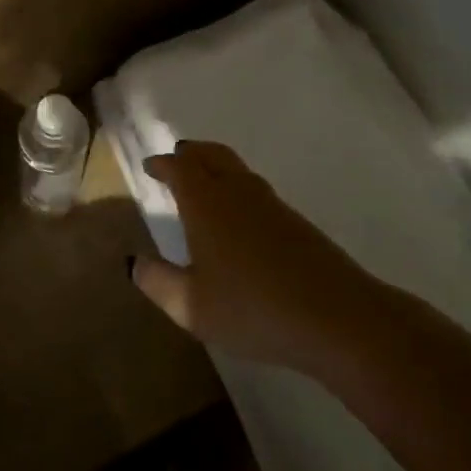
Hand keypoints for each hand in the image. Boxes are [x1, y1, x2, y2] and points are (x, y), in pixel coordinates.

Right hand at [131, 140, 377, 372]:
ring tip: (205, 180)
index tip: (150, 166)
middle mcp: (237, 192)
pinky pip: (256, 188)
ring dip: (216, 165)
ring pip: (237, 169)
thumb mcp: (191, 305)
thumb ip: (158, 281)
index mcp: (206, 203)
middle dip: (191, 154)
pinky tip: (240, 214)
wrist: (337, 316)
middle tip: (177, 158)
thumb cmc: (252, 309)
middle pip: (212, 155)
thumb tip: (133, 261)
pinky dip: (237, 186)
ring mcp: (271, 204)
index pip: (180, 168)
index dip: (163, 164)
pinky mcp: (296, 221)